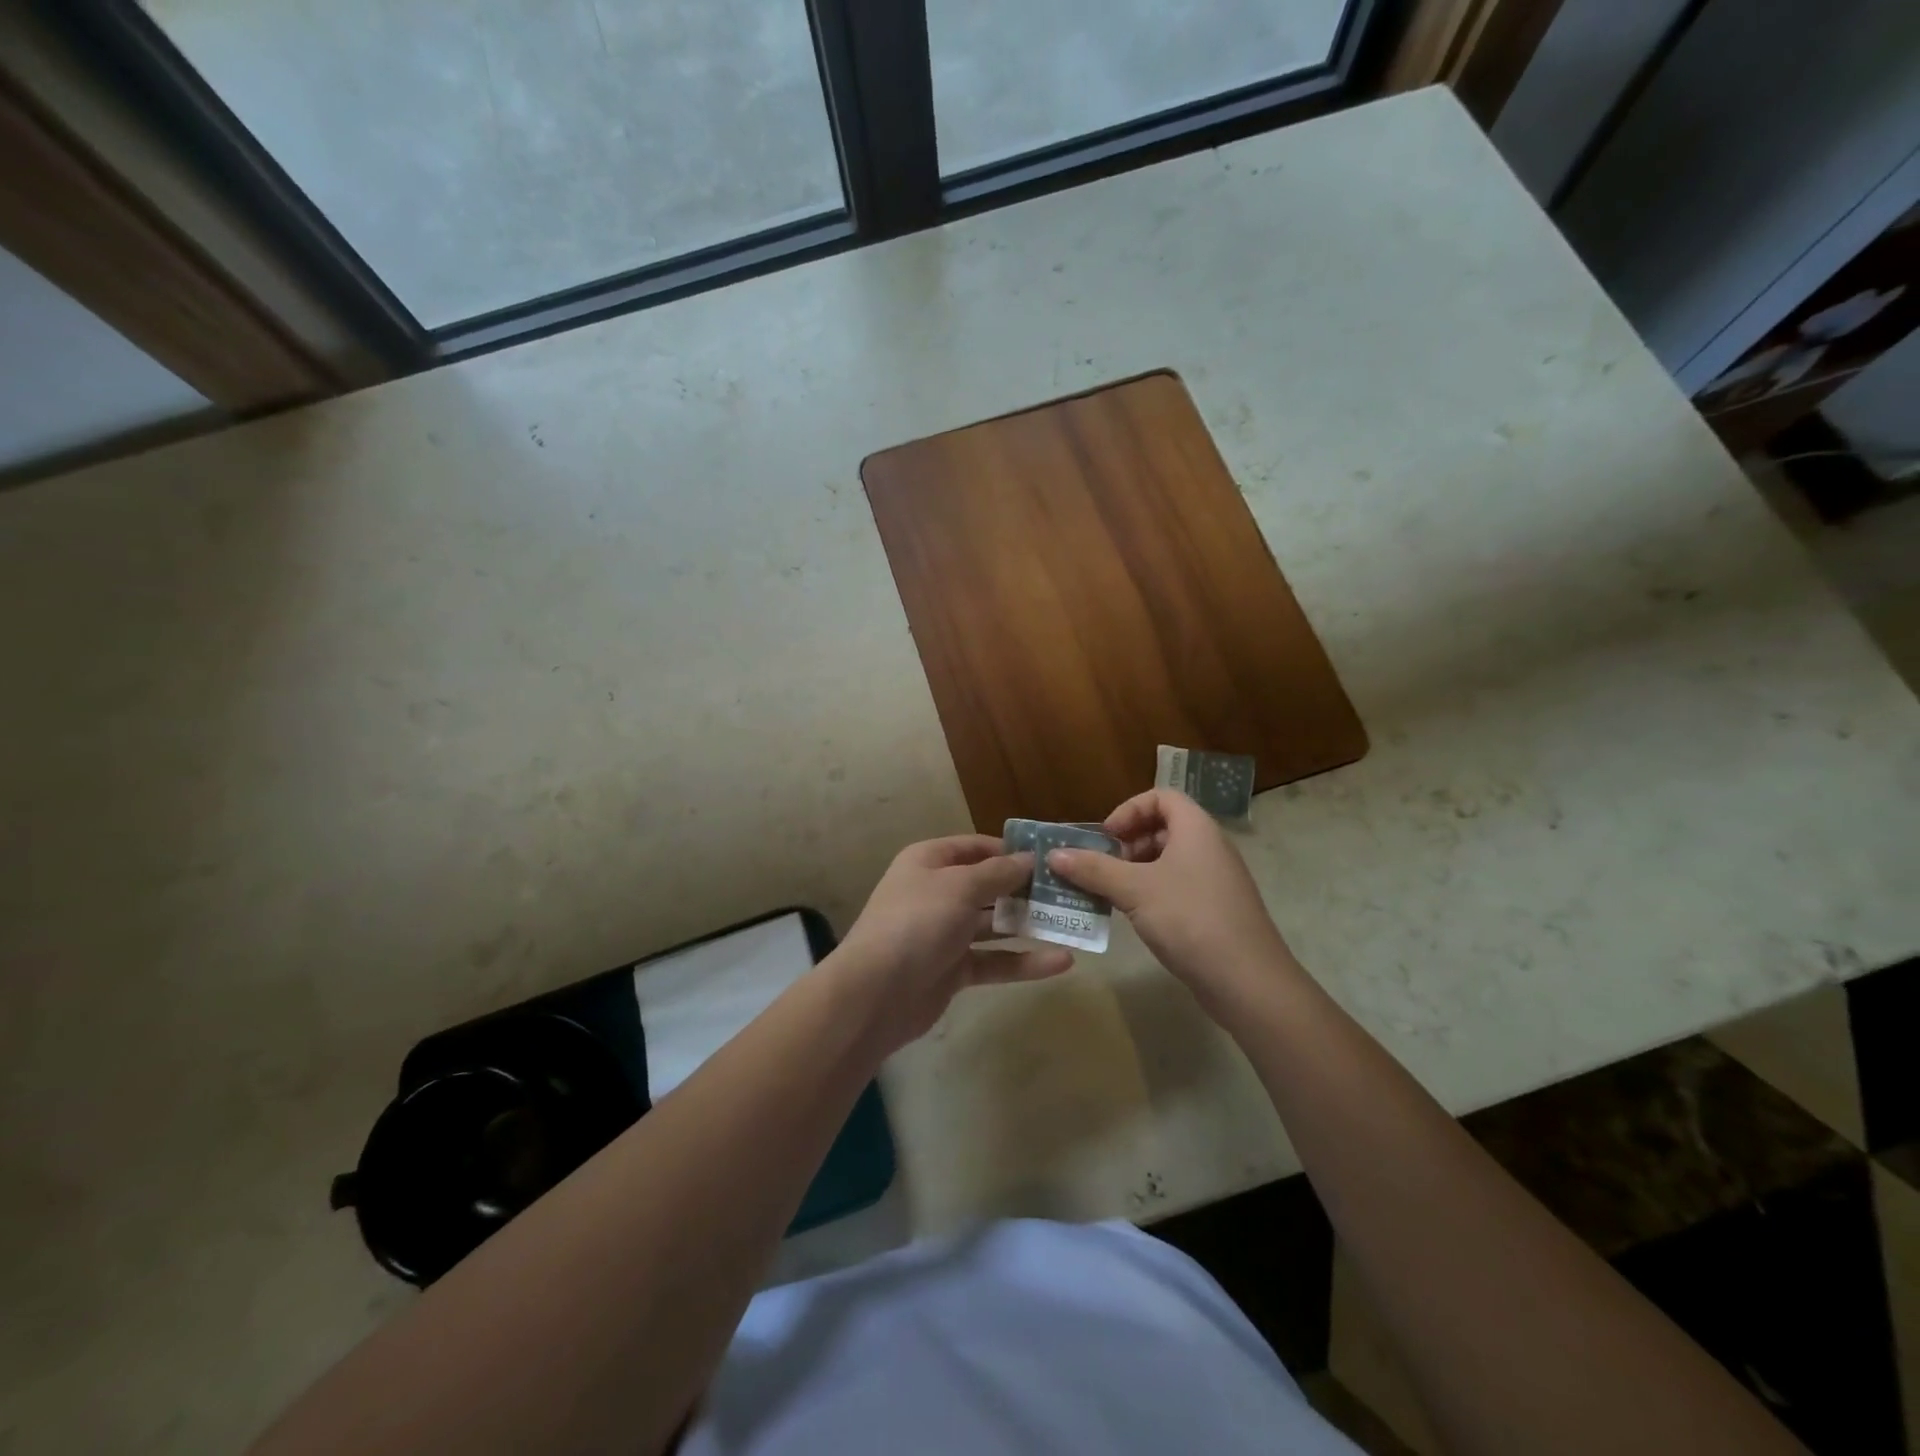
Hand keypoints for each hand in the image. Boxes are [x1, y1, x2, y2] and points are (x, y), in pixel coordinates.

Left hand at [831, 834, 1073, 1051]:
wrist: (876, 993)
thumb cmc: (917, 922)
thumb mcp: (960, 886)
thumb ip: (998, 873)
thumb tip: (1030, 859)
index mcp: (930, 862)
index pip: (975, 847)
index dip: (1010, 850)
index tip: (1050, 857)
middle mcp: (937, 893)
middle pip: (989, 885)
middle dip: (1026, 888)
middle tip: (1070, 891)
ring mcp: (945, 933)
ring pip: (995, 925)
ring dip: (1031, 925)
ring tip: (1074, 923)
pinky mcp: (954, 969)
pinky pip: (995, 960)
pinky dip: (1025, 961)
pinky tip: (1063, 961)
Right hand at [1047, 790, 1296, 1015]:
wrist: (1248, 982)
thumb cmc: (1190, 919)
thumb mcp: (1134, 890)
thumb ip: (1093, 869)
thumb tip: (1053, 854)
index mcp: (1196, 829)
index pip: (1161, 797)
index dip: (1129, 809)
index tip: (1106, 837)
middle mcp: (1209, 848)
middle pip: (1163, 828)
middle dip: (1127, 843)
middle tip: (1101, 866)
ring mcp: (1215, 881)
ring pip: (1168, 861)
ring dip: (1134, 871)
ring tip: (1108, 893)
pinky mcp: (1214, 911)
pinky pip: (1176, 887)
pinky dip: (1150, 893)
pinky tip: (1131, 916)